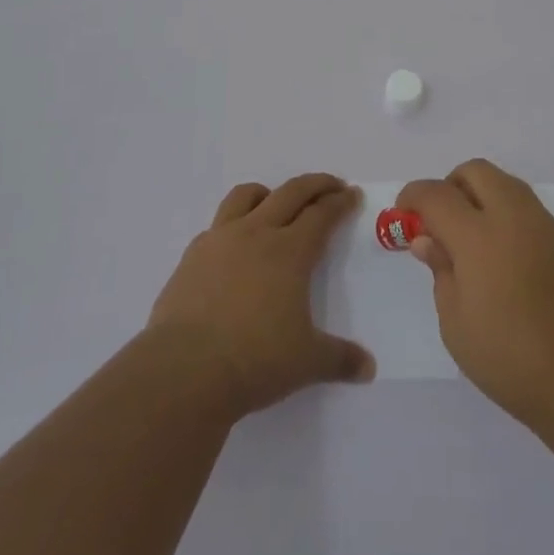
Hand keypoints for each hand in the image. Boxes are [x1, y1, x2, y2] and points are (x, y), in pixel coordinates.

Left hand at [148, 173, 375, 418]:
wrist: (184, 370)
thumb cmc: (255, 361)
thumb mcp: (307, 363)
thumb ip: (340, 359)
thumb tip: (369, 368)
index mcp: (290, 252)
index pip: (322, 214)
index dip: (340, 202)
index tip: (352, 194)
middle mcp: (257, 233)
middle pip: (291, 192)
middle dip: (315, 184)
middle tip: (331, 185)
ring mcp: (221, 240)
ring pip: (247, 195)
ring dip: (269, 193)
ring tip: (277, 203)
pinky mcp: (192, 255)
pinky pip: (217, 225)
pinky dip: (233, 225)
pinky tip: (234, 247)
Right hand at [399, 159, 553, 436]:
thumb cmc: (513, 361)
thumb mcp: (457, 325)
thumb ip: (441, 272)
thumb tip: (428, 240)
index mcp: (479, 234)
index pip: (436, 194)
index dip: (413, 197)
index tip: (402, 213)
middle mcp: (514, 216)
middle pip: (475, 172)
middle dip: (450, 186)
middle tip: (438, 224)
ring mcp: (545, 227)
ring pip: (505, 185)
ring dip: (480, 197)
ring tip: (469, 243)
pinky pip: (526, 210)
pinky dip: (505, 217)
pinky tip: (502, 260)